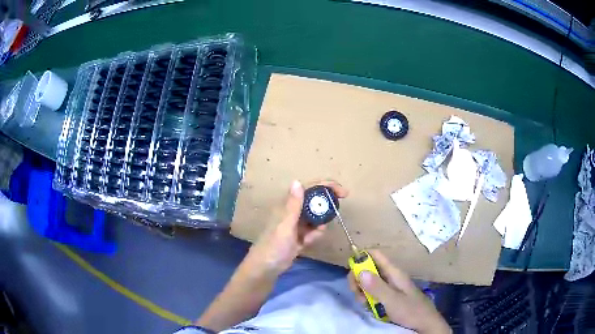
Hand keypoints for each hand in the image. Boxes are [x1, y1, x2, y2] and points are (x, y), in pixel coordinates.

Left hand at [246, 180, 348, 275]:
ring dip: (319, 225)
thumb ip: (293, 205)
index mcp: (288, 205)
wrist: (267, 268)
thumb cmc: (274, 245)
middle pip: (315, 202)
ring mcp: (296, 224)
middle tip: (338, 210)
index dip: (326, 186)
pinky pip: (313, 231)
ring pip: (316, 218)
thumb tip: (297, 181)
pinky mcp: (299, 236)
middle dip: (326, 206)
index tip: (343, 192)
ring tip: (311, 237)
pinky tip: (307, 243)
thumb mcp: (285, 225)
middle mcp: (293, 212)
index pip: (309, 189)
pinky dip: (314, 235)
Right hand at [348, 250, 450, 333]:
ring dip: (362, 290)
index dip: (362, 257)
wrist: (425, 323)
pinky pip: (374, 292)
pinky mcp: (389, 297)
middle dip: (359, 279)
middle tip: (356, 293)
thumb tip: (360, 271)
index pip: (376, 255)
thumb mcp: (392, 300)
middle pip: (370, 269)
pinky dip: (368, 298)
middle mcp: (391, 277)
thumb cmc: (410, 310)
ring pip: (370, 282)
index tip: (351, 271)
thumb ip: (376, 286)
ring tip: (363, 303)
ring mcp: (390, 287)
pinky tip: (369, 307)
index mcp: (394, 272)